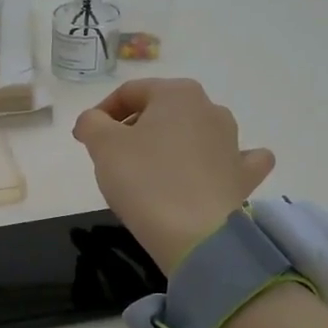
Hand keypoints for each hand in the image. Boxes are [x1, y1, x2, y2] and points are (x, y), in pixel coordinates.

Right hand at [72, 78, 276, 273]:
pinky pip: (233, 160)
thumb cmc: (144, 180)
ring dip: (171, 143)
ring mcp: (233, 142)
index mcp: (177, 93)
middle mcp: (210, 109)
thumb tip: (94, 121)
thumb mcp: (102, 145)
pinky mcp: (243, 176)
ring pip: (195, 132)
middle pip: (162, 111)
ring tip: (148, 171)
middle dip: (134, 128)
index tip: (84, 139)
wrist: (196, 235)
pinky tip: (210, 172)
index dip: (101, 113)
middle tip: (111, 156)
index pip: (129, 92)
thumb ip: (91, 122)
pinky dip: (219, 163)